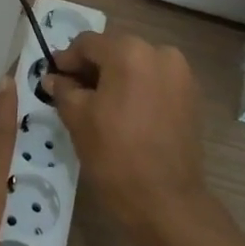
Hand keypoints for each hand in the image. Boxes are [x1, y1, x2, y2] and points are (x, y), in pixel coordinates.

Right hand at [43, 31, 210, 245]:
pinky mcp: (190, 95)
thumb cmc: (115, 155)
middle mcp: (158, 52)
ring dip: (115, 79)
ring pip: (135, 65)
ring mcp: (180, 73)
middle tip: (72, 92)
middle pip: (114, 50)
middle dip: (92, 68)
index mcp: (129, 51)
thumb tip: (54, 78)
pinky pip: (154, 81)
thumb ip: (63, 90)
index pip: (87, 43)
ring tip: (99, 106)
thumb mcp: (77, 118)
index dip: (66, 59)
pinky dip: (136, 89)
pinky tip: (124, 114)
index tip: (54, 79)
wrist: (167, 202)